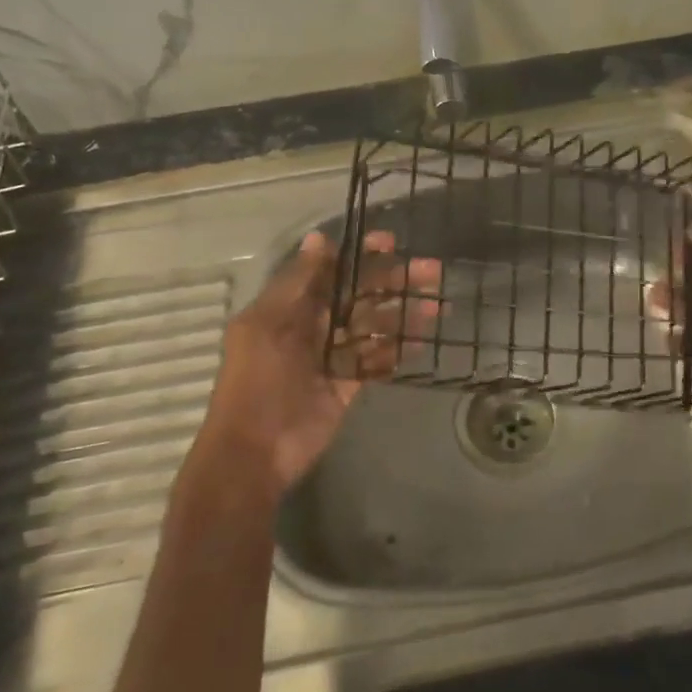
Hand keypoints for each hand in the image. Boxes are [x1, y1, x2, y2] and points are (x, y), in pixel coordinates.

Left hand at [199, 231, 439, 493]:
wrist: (254, 452)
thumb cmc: (257, 381)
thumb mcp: (268, 325)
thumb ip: (297, 282)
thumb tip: (319, 238)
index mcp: (291, 308)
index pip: (331, 271)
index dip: (360, 255)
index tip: (392, 243)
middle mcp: (313, 326)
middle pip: (360, 296)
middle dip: (394, 282)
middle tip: (433, 272)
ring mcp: (332, 357)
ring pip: (373, 327)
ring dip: (403, 315)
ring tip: (437, 307)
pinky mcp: (347, 386)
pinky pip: (375, 361)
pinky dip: (396, 351)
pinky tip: (421, 340)